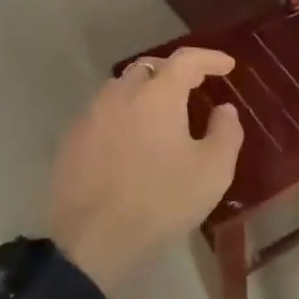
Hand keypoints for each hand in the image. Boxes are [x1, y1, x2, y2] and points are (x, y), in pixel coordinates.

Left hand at [47, 48, 243, 292]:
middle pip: (149, 67)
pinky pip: (102, 113)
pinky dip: (123, 115)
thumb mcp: (213, 171)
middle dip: (174, 70)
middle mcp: (120, 95)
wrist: (92, 240)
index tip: (227, 65)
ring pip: (121, 88)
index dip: (209, 58)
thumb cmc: (161, 201)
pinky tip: (130, 139)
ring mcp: (90, 116)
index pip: (186, 60)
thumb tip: (224, 109)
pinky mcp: (71, 141)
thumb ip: (226, 132)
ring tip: (161, 112)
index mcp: (157, 96)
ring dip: (145, 91)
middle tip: (193, 86)